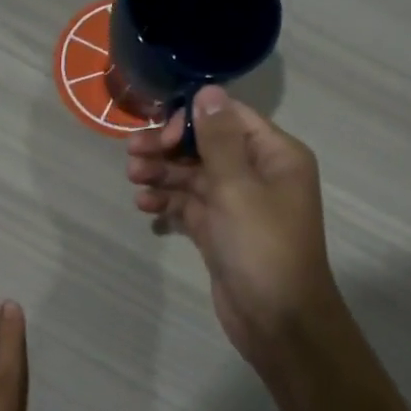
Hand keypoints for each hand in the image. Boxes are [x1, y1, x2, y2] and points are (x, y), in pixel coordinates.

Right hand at [126, 86, 344, 366]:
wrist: (278, 320)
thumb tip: (208, 90)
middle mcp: (257, 174)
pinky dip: (168, 202)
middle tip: (132, 156)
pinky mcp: (219, 231)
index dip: (192, 120)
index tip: (162, 136)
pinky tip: (145, 206)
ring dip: (162, 175)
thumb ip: (218, 139)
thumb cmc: (263, 247)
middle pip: (206, 146)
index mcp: (274, 155)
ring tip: (133, 180)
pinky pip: (189, 205)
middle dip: (168, 148)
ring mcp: (237, 204)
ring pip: (193, 176)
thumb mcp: (238, 188)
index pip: (228, 118)